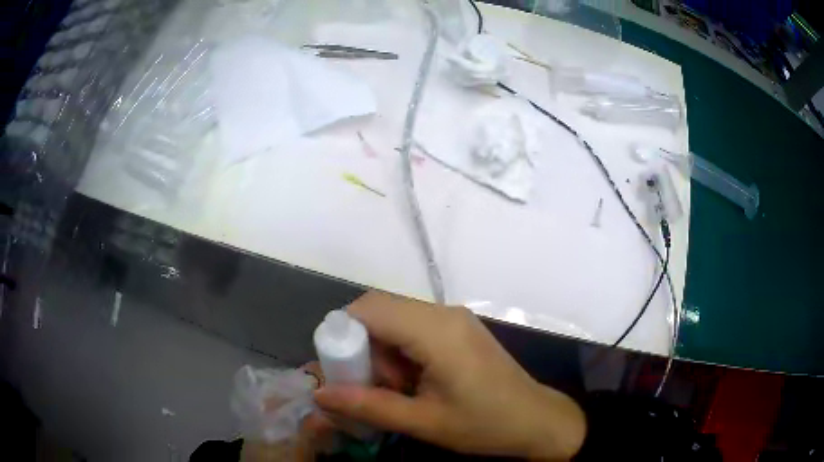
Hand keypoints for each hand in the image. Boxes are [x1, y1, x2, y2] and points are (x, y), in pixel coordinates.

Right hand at [314, 291, 585, 459]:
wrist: (536, 420)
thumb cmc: (484, 424)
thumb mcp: (423, 422)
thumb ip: (368, 406)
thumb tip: (320, 395)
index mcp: (436, 331)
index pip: (369, 308)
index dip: (343, 333)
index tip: (340, 369)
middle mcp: (444, 313)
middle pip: (380, 310)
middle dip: (363, 345)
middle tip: (370, 385)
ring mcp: (454, 318)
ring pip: (395, 318)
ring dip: (382, 350)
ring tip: (395, 389)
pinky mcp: (459, 328)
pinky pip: (414, 327)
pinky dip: (400, 350)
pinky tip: (412, 381)